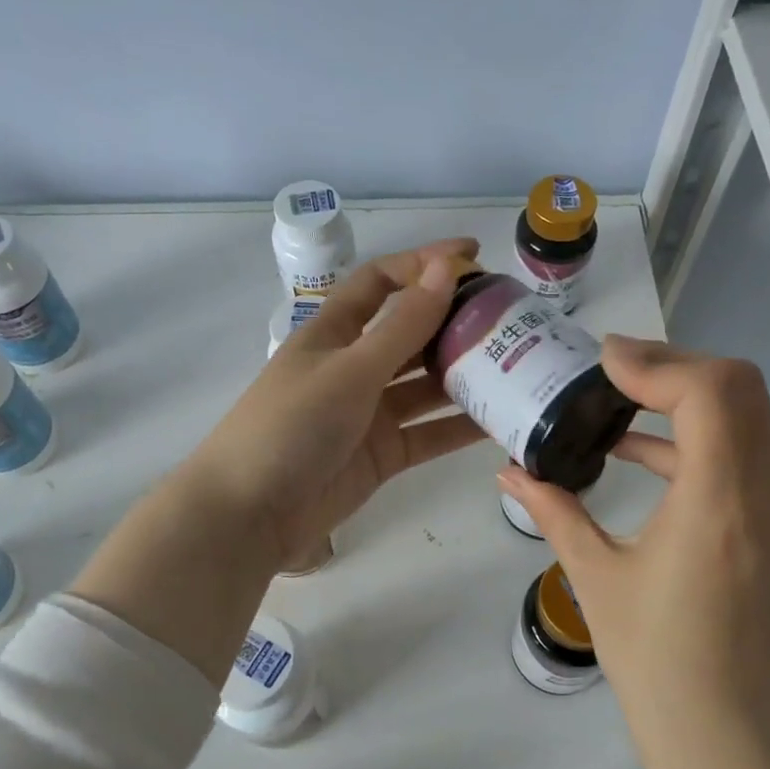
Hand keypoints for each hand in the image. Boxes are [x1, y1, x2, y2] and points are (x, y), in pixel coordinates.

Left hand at [183, 239, 486, 569]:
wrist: (251, 513)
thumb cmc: (291, 425)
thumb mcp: (349, 370)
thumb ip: (402, 325)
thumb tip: (445, 267)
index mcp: (333, 333)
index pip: (381, 283)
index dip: (422, 264)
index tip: (473, 255)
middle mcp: (353, 367)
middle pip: (410, 333)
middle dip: (454, 322)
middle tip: (509, 317)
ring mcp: (369, 413)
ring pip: (426, 385)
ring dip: (464, 374)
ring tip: (518, 363)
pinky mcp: (383, 454)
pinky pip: (430, 433)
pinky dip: (461, 427)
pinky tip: (501, 418)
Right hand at [499, 337, 769, 747]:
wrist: (720, 732)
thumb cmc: (652, 659)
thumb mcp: (594, 577)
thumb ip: (553, 511)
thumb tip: (509, 471)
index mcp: (715, 503)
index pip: (710, 393)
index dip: (657, 362)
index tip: (602, 362)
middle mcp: (757, 493)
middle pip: (740, 387)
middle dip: (675, 363)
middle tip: (613, 370)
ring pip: (746, 413)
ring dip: (686, 393)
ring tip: (618, 398)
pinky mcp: (764, 525)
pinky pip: (737, 452)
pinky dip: (691, 434)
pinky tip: (633, 450)